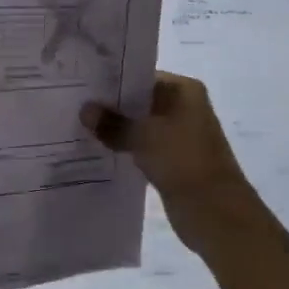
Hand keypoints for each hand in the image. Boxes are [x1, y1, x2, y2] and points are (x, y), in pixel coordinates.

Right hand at [81, 73, 261, 253]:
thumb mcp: (143, 136)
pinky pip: (142, 148)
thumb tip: (85, 110)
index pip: (142, 77)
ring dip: (116, 130)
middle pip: (140, 102)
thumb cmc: (183, 160)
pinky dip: (125, 149)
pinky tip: (97, 151)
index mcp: (184, 91)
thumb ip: (112, 122)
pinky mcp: (172, 161)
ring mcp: (179, 136)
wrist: (214, 211)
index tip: (83, 85)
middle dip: (111, 107)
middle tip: (74, 106)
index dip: (113, 82)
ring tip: (79, 127)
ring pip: (140, 126)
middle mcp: (184, 108)